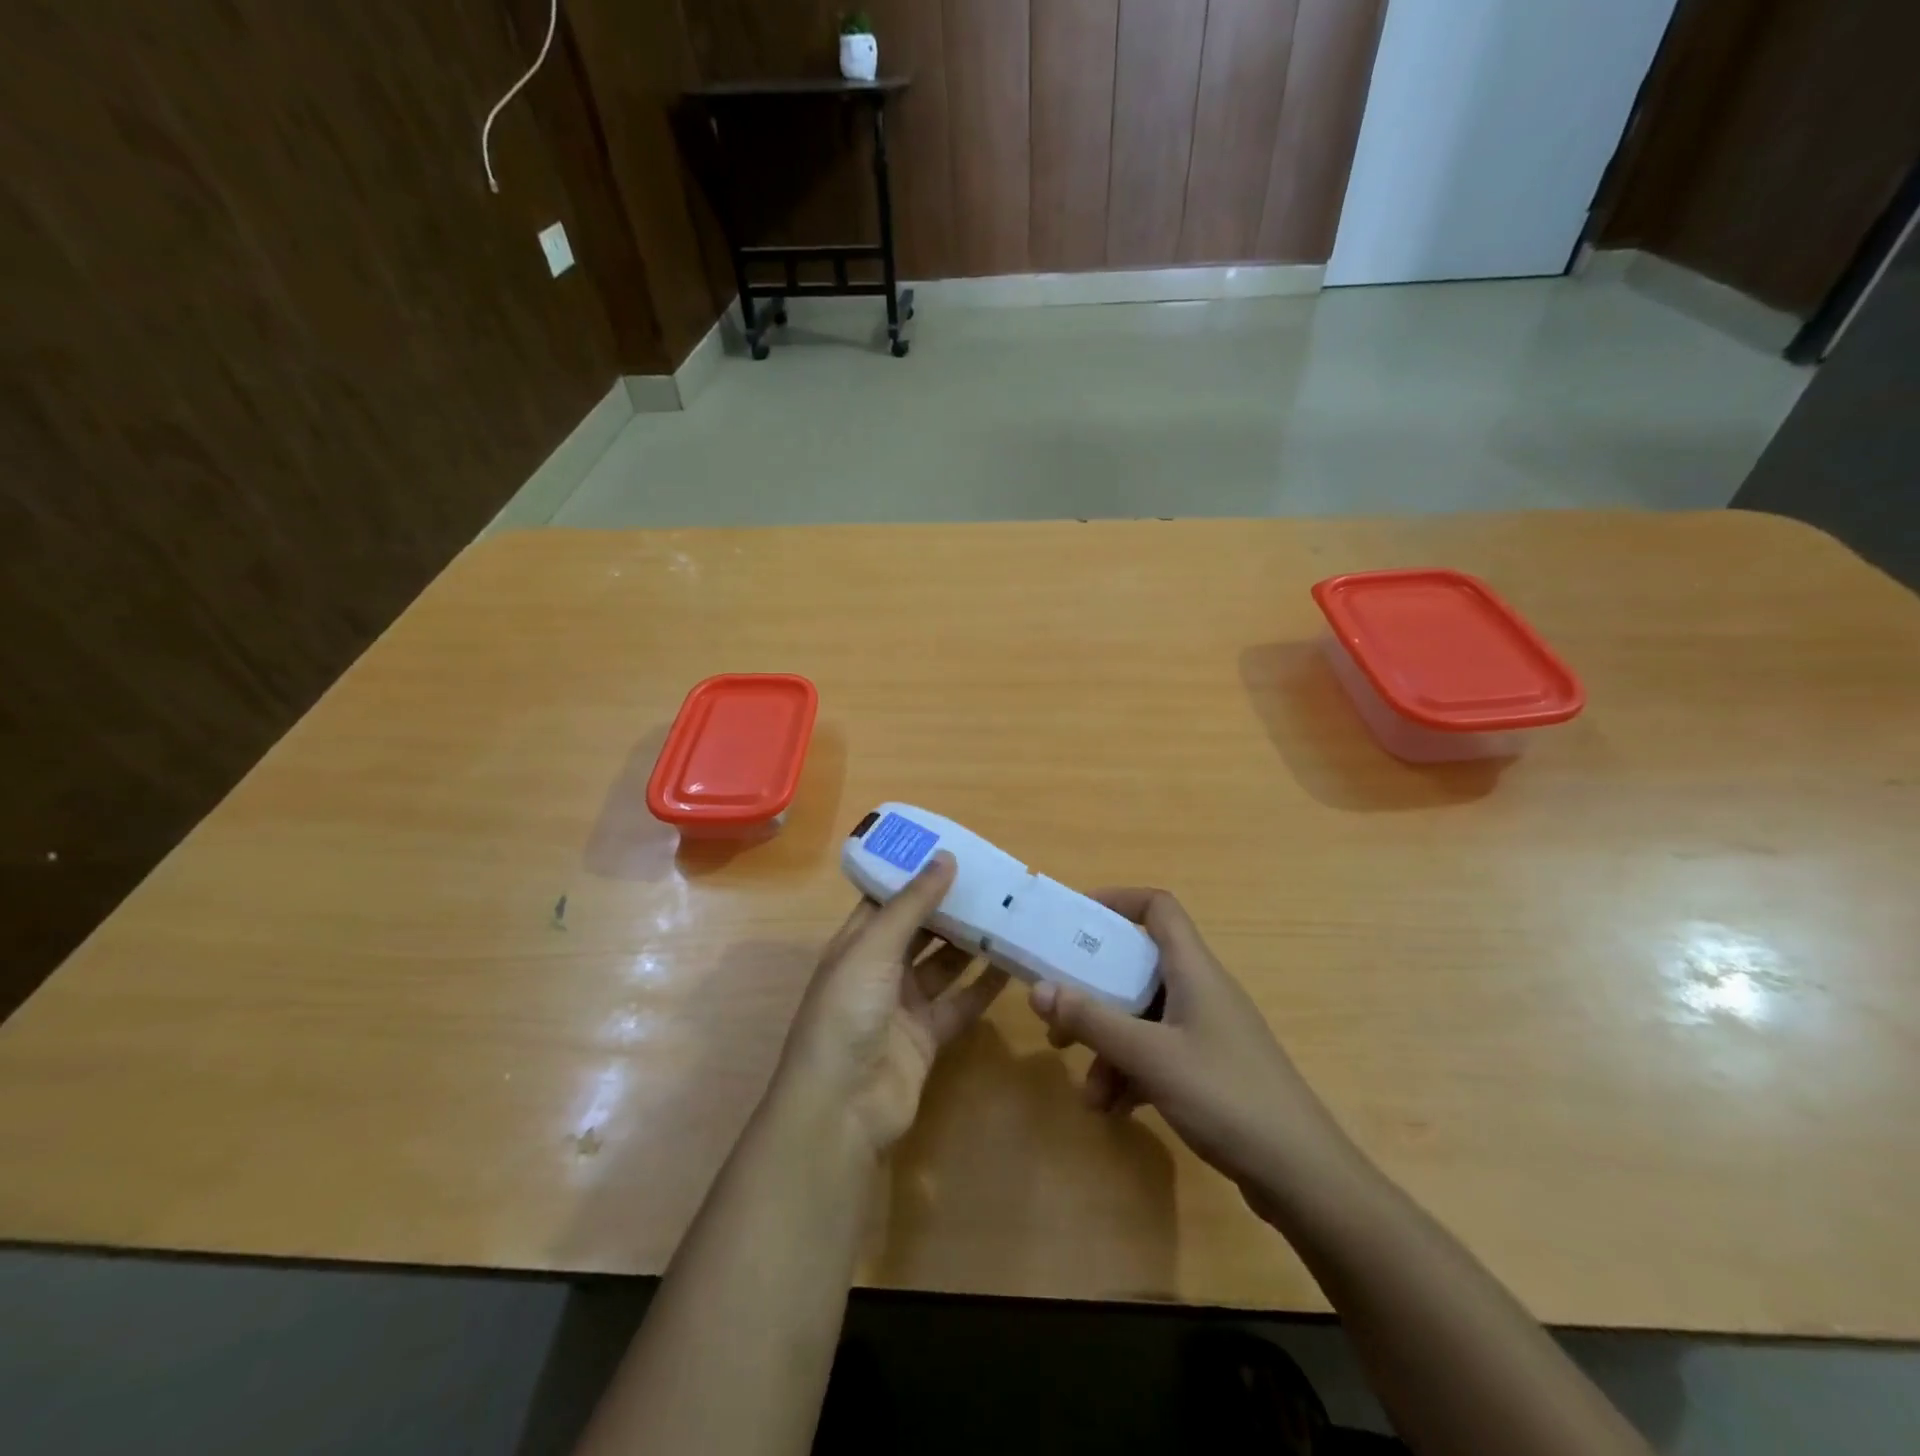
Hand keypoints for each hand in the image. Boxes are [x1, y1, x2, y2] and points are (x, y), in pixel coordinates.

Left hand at [776, 853, 1008, 1157]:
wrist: (842, 1107)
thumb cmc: (847, 1013)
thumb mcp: (874, 948)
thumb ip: (912, 905)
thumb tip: (945, 856)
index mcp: (856, 944)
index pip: (887, 899)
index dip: (916, 875)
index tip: (954, 850)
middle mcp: (879, 970)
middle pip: (919, 930)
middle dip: (950, 907)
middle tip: (993, 881)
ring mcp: (903, 1005)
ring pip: (943, 964)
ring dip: (971, 943)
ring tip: (1009, 914)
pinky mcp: (927, 1037)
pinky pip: (960, 1002)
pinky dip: (983, 986)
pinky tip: (1012, 965)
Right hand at [1028, 888, 1351, 1215]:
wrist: (1302, 1176)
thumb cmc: (1225, 1096)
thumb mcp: (1149, 1056)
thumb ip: (1092, 1021)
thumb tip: (1038, 989)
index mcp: (1194, 970)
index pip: (1158, 909)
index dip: (1117, 902)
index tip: (1075, 921)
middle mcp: (1201, 991)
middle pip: (1139, 969)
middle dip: (1094, 993)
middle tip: (1058, 1017)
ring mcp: (1208, 1032)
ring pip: (1144, 1019)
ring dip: (1109, 1047)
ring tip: (1088, 1093)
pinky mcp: (1210, 1070)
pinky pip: (1158, 1055)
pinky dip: (1131, 1073)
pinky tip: (1114, 1110)